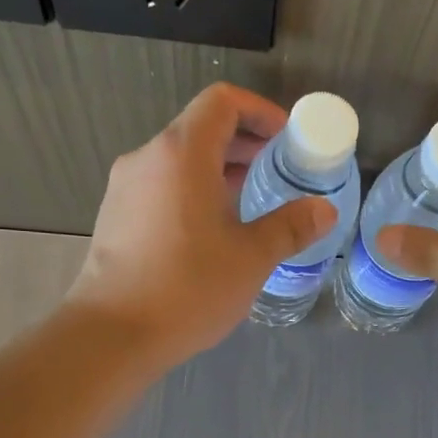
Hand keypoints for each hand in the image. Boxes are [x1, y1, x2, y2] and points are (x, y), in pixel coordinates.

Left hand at [65, 83, 335, 366]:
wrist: (112, 334)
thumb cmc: (189, 288)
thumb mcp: (251, 258)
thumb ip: (290, 227)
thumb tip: (324, 210)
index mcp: (182, 154)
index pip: (222, 103)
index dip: (259, 111)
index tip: (286, 139)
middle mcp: (148, 158)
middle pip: (200, 128)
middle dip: (243, 143)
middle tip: (278, 171)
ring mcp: (125, 188)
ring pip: (179, 160)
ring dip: (218, 169)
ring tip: (250, 202)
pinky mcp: (115, 216)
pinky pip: (161, 186)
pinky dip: (192, 191)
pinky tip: (211, 231)